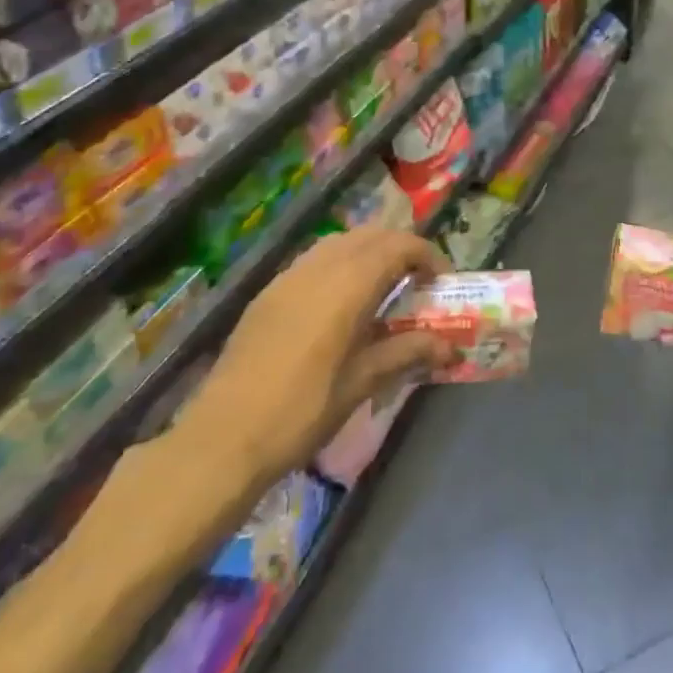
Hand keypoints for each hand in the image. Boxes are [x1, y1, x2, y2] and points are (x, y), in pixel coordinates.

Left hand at [172, 228, 451, 497]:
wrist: (223, 437)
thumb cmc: (302, 410)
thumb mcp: (361, 383)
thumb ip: (407, 353)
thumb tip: (450, 346)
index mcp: (349, 284)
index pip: (399, 246)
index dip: (427, 255)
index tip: (441, 281)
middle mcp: (320, 266)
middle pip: (371, 235)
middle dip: (400, 248)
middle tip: (417, 281)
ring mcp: (289, 275)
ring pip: (341, 242)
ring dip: (369, 252)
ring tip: (382, 288)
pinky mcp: (269, 291)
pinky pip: (315, 259)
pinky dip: (340, 263)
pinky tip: (340, 303)